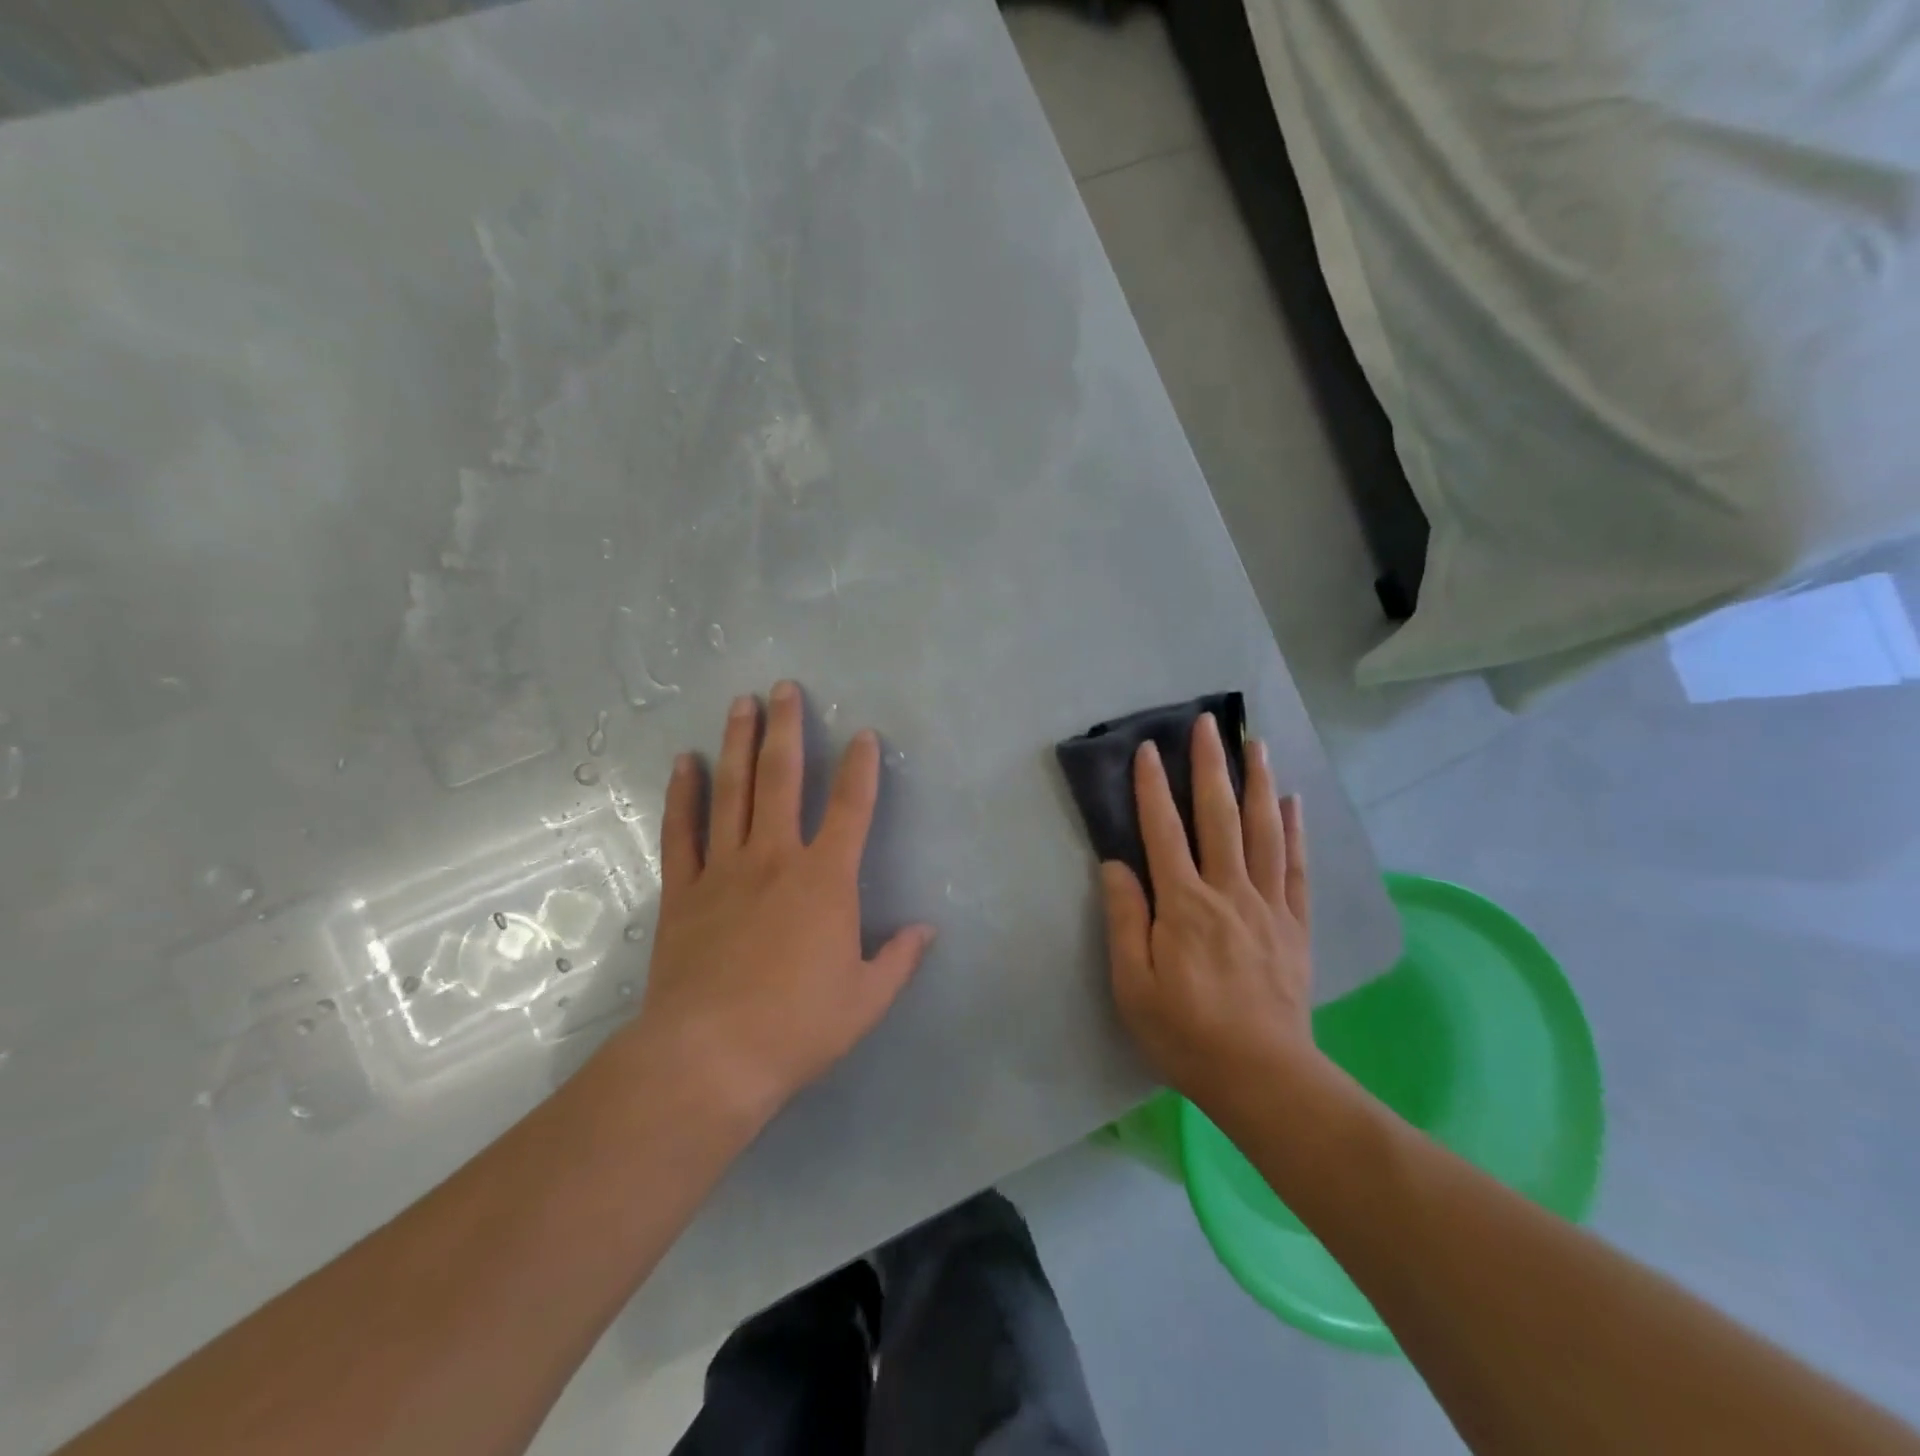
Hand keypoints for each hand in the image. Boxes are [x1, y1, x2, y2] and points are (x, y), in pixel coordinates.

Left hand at [629, 681, 934, 1124]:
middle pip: (783, 779)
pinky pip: (682, 831)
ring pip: (733, 791)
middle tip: (786, 688)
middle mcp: (775, 858)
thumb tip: (925, 929)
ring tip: (742, 704)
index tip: (864, 735)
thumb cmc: (798, 1027)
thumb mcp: (867, 1000)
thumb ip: (899, 959)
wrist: (710, 1058)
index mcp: (825, 880)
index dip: (862, 768)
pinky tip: (686, 763)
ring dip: (739, 744)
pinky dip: (683, 795)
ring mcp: (724, 870)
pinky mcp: (684, 891)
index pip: (852, 808)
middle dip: (788, 729)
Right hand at [1099, 713, 1319, 1119]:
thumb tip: (1115, 864)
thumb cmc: (1185, 1032)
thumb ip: (1125, 919)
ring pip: (1263, 831)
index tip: (1149, 749)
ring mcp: (1267, 905)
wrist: (1262, 1076)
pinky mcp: (1295, 925)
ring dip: (1258, 783)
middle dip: (1211, 766)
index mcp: (1183, 905)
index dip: (1153, 788)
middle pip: (1219, 816)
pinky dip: (1295, 831)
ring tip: (1257, 744)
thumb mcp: (1133, 983)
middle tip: (1208, 724)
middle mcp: (1228, 891)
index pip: (1164, 831)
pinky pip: (1296, 868)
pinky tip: (1293, 802)